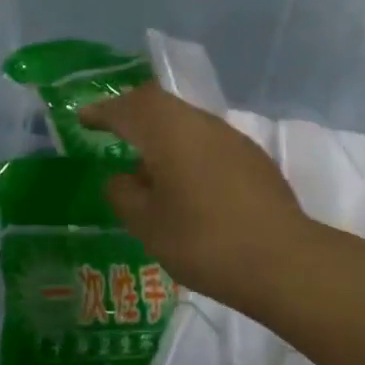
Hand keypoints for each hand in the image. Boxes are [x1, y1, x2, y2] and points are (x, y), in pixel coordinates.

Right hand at [82, 86, 309, 309]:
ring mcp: (231, 137)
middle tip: (112, 131)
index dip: (103, 111)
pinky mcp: (252, 157)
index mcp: (168, 131)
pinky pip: (208, 141)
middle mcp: (200, 122)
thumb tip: (120, 178)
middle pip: (159, 105)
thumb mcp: (148, 225)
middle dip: (133, 114)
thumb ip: (125, 195)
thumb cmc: (203, 240)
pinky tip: (186, 183)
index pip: (128, 108)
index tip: (83, 118)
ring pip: (186, 122)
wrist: (281, 259)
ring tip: (147, 168)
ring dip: (162, 135)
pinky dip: (187, 151)